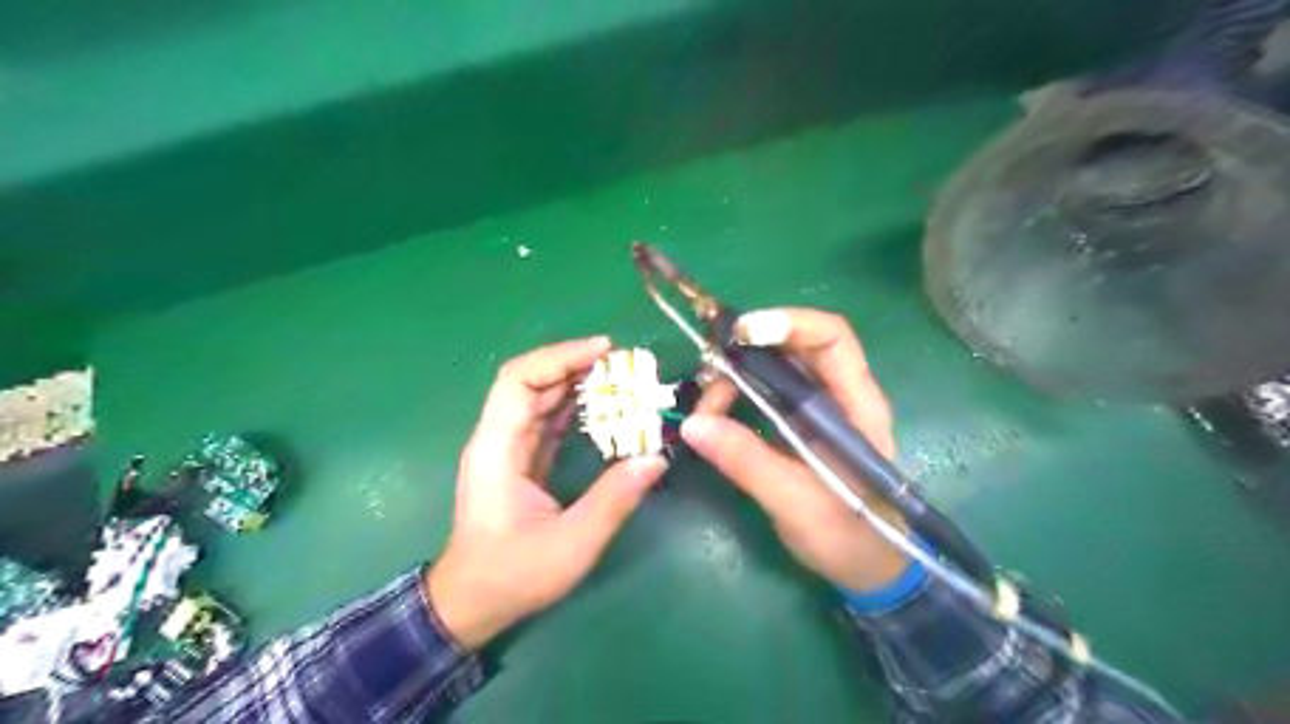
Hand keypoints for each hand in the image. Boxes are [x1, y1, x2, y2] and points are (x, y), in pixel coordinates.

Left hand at [426, 341, 663, 650]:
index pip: (519, 381)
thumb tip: (656, 458)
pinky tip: (603, 406)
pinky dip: (573, 407)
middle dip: (574, 364)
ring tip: (620, 378)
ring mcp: (507, 449)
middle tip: (623, 363)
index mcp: (497, 449)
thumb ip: (613, 500)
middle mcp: (497, 439)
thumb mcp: (570, 545)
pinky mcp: (519, 461)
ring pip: (539, 399)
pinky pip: (546, 420)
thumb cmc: (512, 576)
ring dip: (576, 383)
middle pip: (530, 382)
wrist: (471, 604)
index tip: (604, 350)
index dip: (559, 357)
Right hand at [679, 308, 909, 593]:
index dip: (788, 323)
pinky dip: (735, 394)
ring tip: (706, 405)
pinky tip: (713, 414)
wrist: (869, 570)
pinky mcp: (797, 425)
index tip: (740, 333)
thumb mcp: (796, 503)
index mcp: (856, 404)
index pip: (831, 337)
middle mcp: (838, 395)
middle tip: (708, 372)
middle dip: (747, 349)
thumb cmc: (849, 537)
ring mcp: (816, 409)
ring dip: (735, 374)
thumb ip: (748, 462)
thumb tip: (693, 424)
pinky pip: (763, 393)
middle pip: (794, 346)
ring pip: (773, 368)